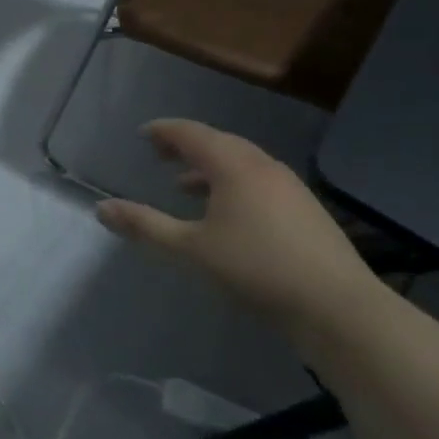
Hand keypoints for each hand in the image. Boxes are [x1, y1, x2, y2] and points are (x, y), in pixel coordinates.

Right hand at [95, 120, 381, 329]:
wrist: (338, 306)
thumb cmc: (256, 269)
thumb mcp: (190, 249)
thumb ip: (145, 226)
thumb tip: (101, 209)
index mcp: (233, 165)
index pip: (191, 134)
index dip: (165, 131)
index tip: (144, 134)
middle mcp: (262, 165)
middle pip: (218, 143)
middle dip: (187, 146)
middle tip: (161, 154)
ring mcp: (289, 186)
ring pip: (242, 163)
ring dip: (211, 168)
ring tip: (186, 185)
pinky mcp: (306, 209)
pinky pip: (259, 181)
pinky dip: (234, 184)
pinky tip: (229, 214)